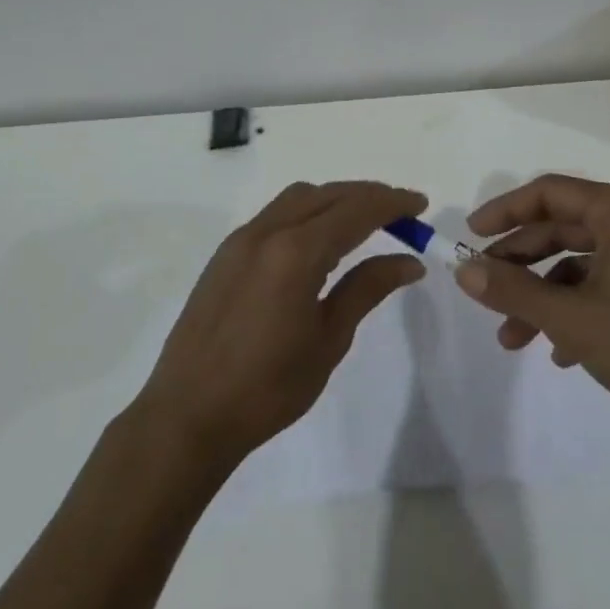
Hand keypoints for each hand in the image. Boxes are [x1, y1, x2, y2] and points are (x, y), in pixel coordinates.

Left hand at [132, 181, 426, 474]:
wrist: (188, 414)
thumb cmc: (268, 387)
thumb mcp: (329, 339)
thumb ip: (368, 289)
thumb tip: (409, 261)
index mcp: (296, 253)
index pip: (356, 211)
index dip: (392, 203)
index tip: (421, 205)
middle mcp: (267, 232)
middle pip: (328, 194)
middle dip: (368, 196)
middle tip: (402, 213)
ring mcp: (241, 240)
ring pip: (298, 198)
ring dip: (336, 199)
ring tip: (365, 221)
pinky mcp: (226, 254)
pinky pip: (276, 214)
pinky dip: (308, 212)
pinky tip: (321, 240)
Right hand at [457, 174, 609, 439]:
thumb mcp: (572, 318)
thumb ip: (513, 290)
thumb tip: (462, 270)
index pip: (549, 192)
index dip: (504, 211)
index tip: (470, 237)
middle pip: (562, 228)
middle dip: (520, 264)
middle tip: (485, 290)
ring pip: (581, 263)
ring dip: (543, 296)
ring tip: (513, 338)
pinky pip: (605, 285)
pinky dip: (576, 310)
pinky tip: (560, 352)